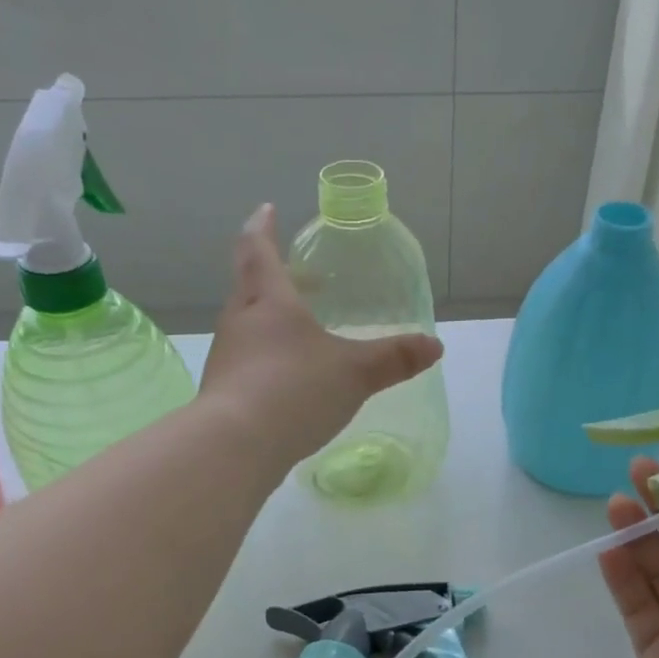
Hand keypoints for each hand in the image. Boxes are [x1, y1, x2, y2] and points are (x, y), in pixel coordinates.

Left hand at [200, 205, 442, 468]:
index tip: (267, 209)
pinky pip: (248, 361)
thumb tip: (435, 346)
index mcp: (269, 302)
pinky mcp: (223, 392)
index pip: (259, 250)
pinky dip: (268, 356)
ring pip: (248, 325)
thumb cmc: (294, 391)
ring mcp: (227, 358)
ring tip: (303, 330)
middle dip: (276, 276)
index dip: (263, 227)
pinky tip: (289, 379)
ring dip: (272, 318)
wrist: (234, 447)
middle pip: (251, 286)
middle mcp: (241, 322)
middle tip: (302, 276)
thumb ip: (394, 358)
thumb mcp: (354, 373)